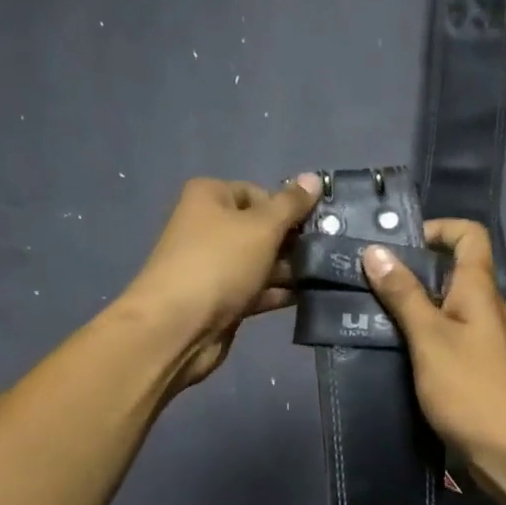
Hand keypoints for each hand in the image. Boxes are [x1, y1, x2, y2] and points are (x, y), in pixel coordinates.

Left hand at [119, 174, 321, 392]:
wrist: (178, 327)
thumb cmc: (219, 263)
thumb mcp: (262, 227)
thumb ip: (291, 204)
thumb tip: (314, 178)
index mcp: (209, 197)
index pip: (259, 193)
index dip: (287, 208)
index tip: (313, 226)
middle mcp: (208, 226)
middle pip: (261, 228)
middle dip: (292, 241)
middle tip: (327, 253)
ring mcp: (214, 265)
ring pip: (261, 261)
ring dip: (289, 269)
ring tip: (327, 276)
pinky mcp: (221, 298)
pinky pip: (256, 288)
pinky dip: (278, 291)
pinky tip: (309, 297)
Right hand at [361, 220, 505, 481]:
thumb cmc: (471, 389)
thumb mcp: (429, 338)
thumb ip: (403, 294)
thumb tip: (375, 250)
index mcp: (479, 289)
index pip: (469, 235)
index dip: (437, 228)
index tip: (397, 244)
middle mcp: (484, 307)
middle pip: (451, 269)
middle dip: (410, 268)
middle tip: (365, 278)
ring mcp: (480, 339)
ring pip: (442, 306)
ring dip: (409, 304)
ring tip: (366, 311)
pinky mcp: (472, 368)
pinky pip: (442, 336)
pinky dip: (417, 334)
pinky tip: (388, 348)